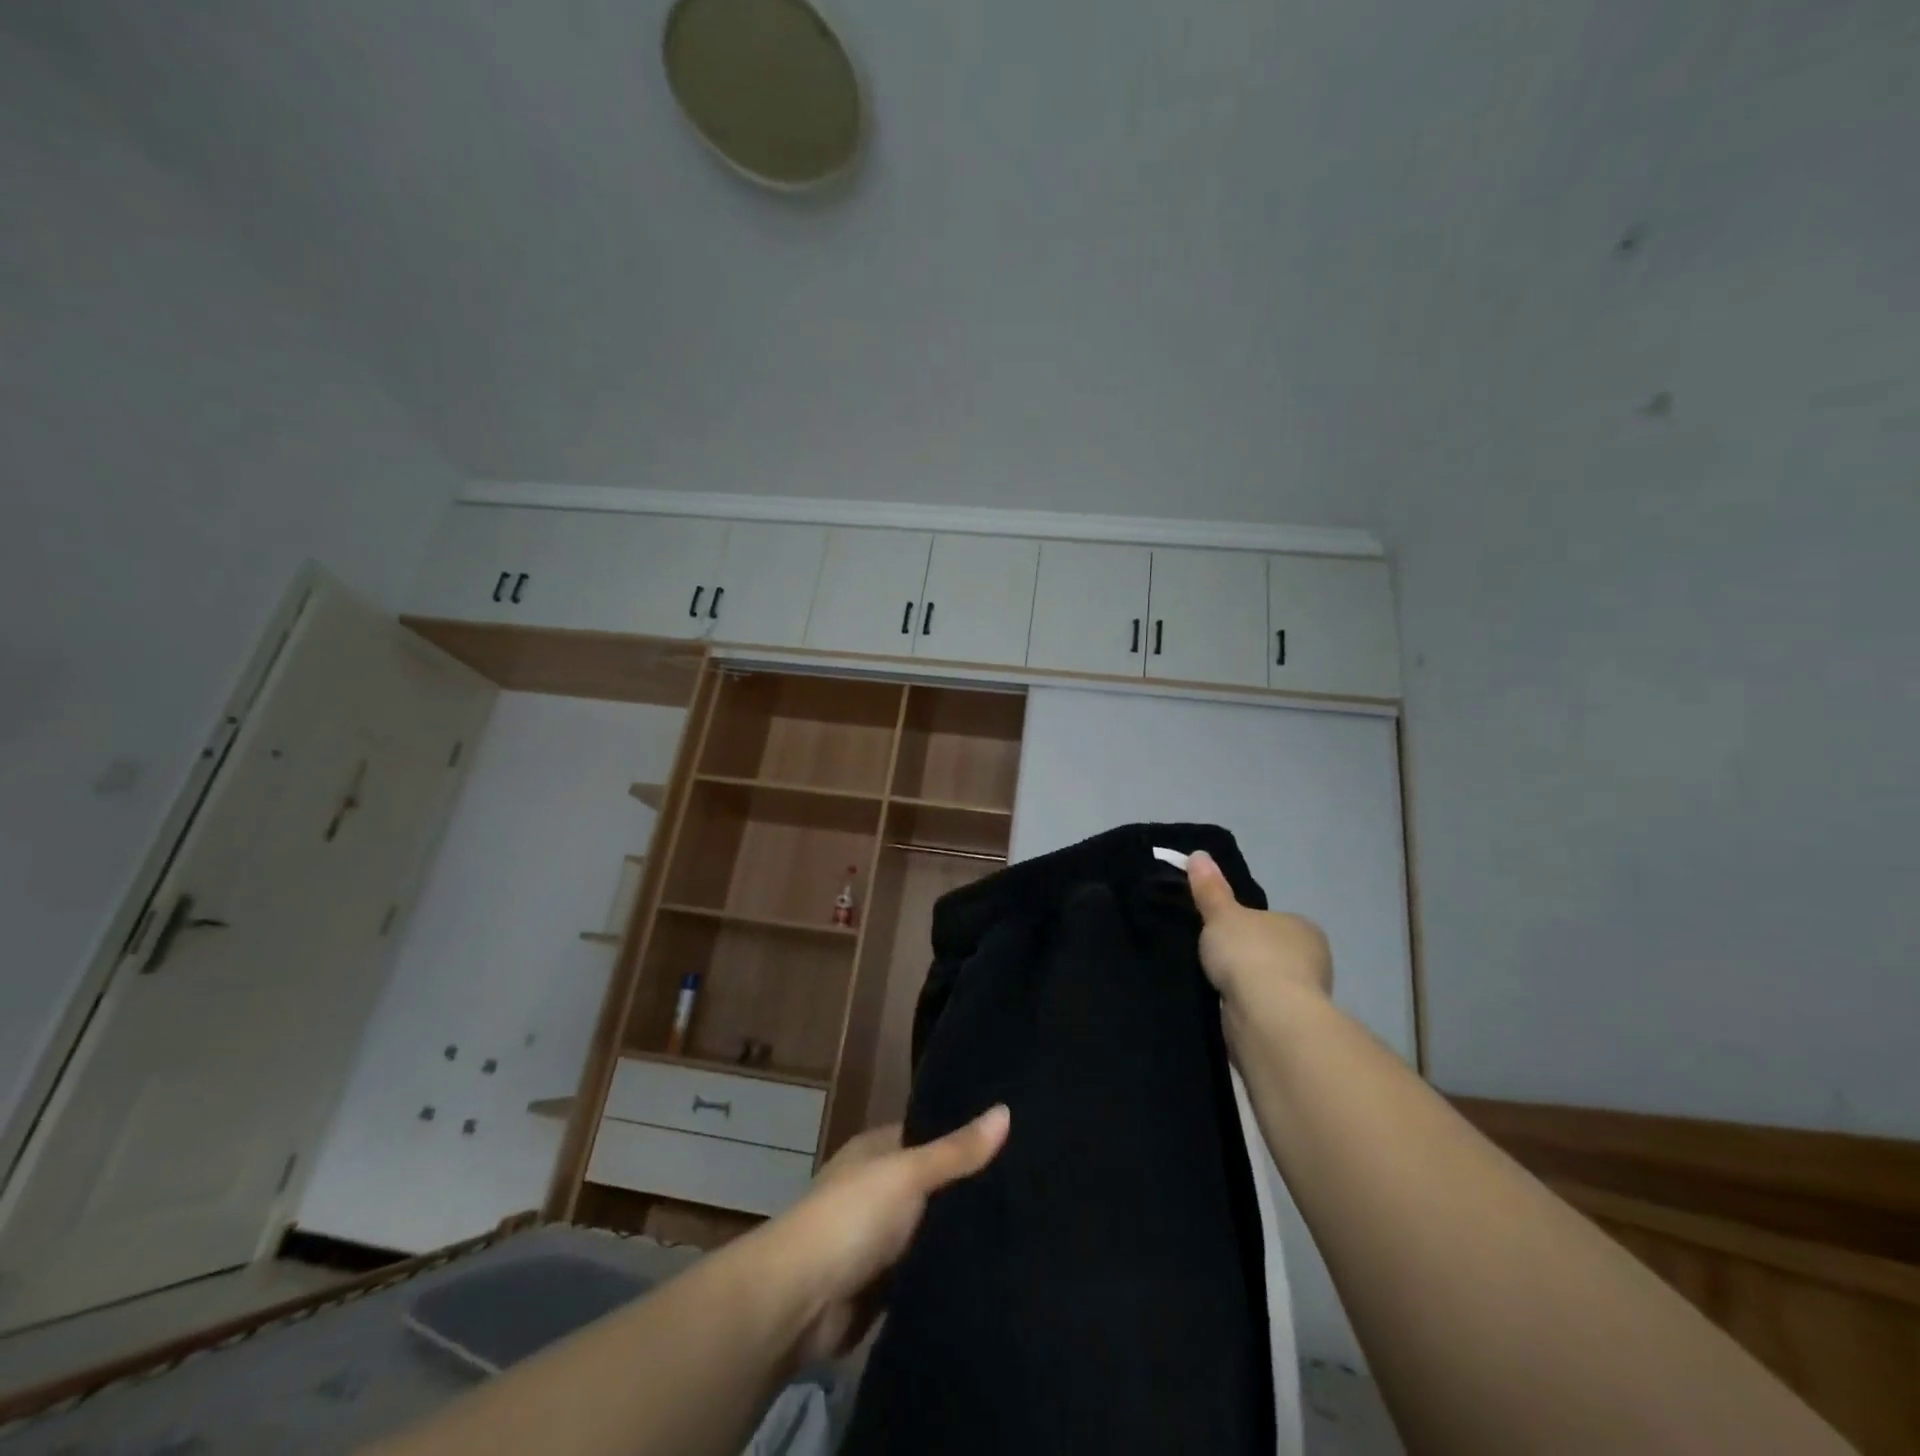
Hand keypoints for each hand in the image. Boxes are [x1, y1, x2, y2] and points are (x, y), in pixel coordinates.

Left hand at [762, 1106, 1009, 1362]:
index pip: (931, 1135)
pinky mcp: (887, 1287)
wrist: (800, 1302)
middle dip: (972, 1190)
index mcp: (878, 1151)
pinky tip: (996, 1272)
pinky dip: (950, 1273)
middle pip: (936, 1185)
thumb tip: (1006, 1110)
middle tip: (1037, 1188)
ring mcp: (882, 1240)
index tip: (1018, 1139)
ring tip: (1030, 1228)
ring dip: (963, 1235)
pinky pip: (928, 1272)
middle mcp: (880, 1189)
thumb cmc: (851, 1217)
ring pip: (934, 1231)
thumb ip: (956, 1151)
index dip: (967, 1136)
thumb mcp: (908, 1173)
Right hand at [1187, 849, 1332, 1007]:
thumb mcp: (1221, 914)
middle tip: (1214, 957)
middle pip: (1273, 952)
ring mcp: (1308, 995)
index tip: (1222, 932)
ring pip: (1270, 982)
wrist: (1267, 1015)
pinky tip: (1226, 1006)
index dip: (1247, 925)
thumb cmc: (1250, 954)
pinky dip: (1248, 1007)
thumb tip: (1199, 854)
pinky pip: (1264, 1008)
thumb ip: (1210, 889)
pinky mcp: (1294, 1026)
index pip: (1273, 921)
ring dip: (1248, 985)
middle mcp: (1313, 959)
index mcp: (1303, 927)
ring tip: (1213, 983)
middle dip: (1248, 957)